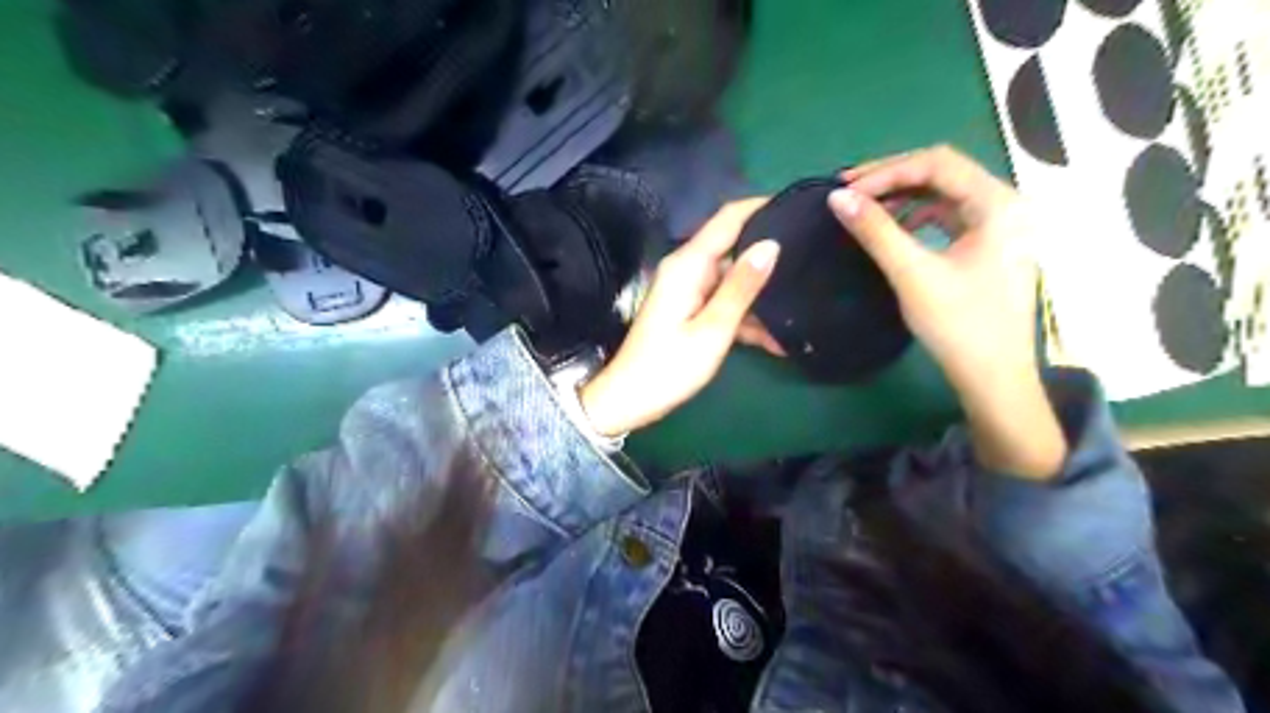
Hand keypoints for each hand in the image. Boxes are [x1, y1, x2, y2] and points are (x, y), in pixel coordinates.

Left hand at [579, 198, 778, 437]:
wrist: (630, 399)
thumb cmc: (670, 366)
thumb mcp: (713, 328)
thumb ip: (742, 286)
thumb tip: (772, 244)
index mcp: (688, 264)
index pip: (728, 219)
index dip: (761, 206)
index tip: (797, 204)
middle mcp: (687, 269)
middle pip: (733, 249)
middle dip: (769, 257)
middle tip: (812, 262)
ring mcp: (687, 290)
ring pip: (733, 281)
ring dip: (761, 298)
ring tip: (802, 309)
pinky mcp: (689, 310)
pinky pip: (723, 303)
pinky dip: (746, 318)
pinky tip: (776, 340)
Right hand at [831, 143, 1063, 477]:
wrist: (994, 377)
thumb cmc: (958, 325)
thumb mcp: (912, 274)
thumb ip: (875, 231)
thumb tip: (837, 197)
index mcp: (998, 204)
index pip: (938, 163)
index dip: (887, 170)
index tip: (846, 189)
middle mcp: (1006, 204)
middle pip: (944, 172)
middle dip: (893, 178)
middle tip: (849, 191)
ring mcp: (1001, 225)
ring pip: (945, 194)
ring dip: (903, 196)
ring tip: (866, 209)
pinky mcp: (990, 245)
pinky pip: (949, 216)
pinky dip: (917, 216)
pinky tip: (895, 230)